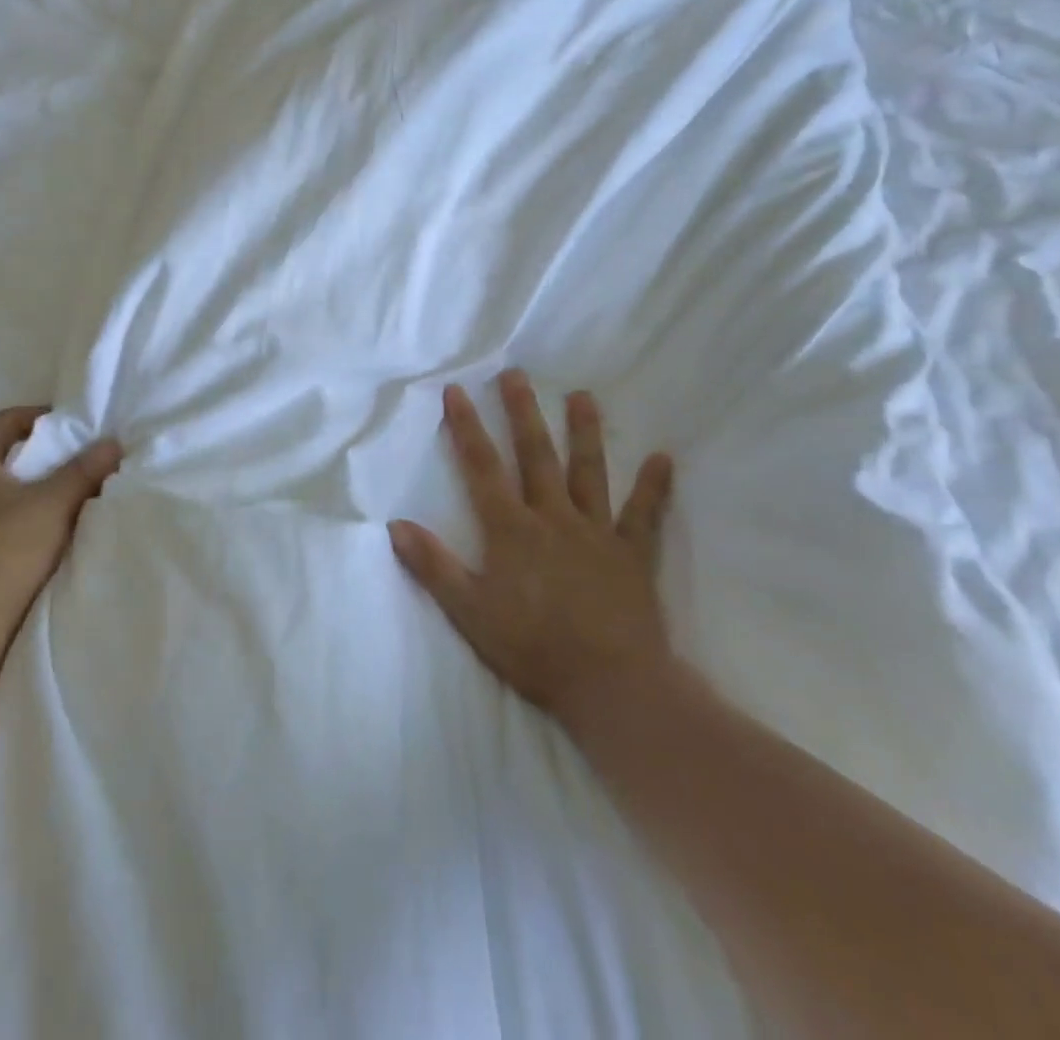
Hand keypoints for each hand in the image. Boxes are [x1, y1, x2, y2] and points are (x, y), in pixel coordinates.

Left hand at [0, 406, 121, 617]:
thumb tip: (112, 443)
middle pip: (9, 454)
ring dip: (44, 486)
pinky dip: (36, 514)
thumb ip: (84, 471)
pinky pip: (10, 517)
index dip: (41, 415)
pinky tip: (62, 527)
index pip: (6, 420)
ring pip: (11, 489)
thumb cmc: (4, 548)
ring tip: (82, 490)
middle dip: (49, 452)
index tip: (76, 424)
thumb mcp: (53, 503)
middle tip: (86, 455)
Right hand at [389, 371, 674, 718]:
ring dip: (585, 432)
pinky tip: (663, 458)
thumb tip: (396, 525)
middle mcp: (553, 518)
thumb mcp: (469, 612)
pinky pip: (644, 514)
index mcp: (511, 529)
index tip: (457, 391)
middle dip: (523, 413)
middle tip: (517, 374)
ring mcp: (596, 533)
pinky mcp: (632, 555)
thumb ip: (433, 566)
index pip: (482, 468)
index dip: (466, 427)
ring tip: (583, 396)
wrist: (611, 685)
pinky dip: (654, 486)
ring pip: (588, 472)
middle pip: (535, 455)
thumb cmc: (533, 649)